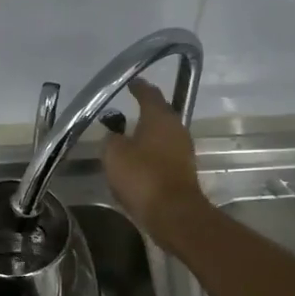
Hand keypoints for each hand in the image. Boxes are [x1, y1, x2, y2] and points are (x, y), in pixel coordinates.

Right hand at [102, 78, 207, 244]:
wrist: (173, 213)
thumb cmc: (142, 176)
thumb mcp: (114, 154)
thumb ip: (111, 139)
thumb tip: (114, 135)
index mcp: (160, 117)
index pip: (149, 94)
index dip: (139, 87)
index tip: (131, 82)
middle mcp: (176, 128)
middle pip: (159, 113)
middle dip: (144, 110)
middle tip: (126, 109)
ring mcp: (183, 150)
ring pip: (162, 134)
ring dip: (147, 133)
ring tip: (128, 135)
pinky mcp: (183, 170)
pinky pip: (163, 153)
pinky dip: (151, 152)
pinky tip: (138, 159)